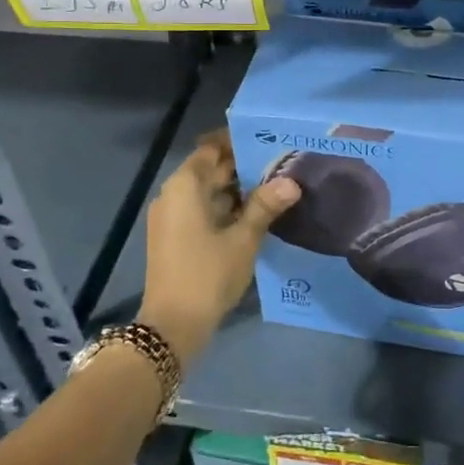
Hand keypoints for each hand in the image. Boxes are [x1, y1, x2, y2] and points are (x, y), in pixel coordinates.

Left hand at [139, 129, 299, 362]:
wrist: (172, 326)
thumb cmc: (207, 274)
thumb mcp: (243, 239)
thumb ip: (265, 206)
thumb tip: (291, 181)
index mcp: (185, 186)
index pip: (212, 149)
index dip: (238, 142)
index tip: (268, 138)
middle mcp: (173, 195)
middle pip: (210, 170)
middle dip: (243, 167)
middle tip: (281, 163)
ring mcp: (171, 217)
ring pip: (208, 192)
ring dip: (237, 190)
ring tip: (276, 185)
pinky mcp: (175, 237)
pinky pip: (202, 210)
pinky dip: (226, 208)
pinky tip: (256, 214)